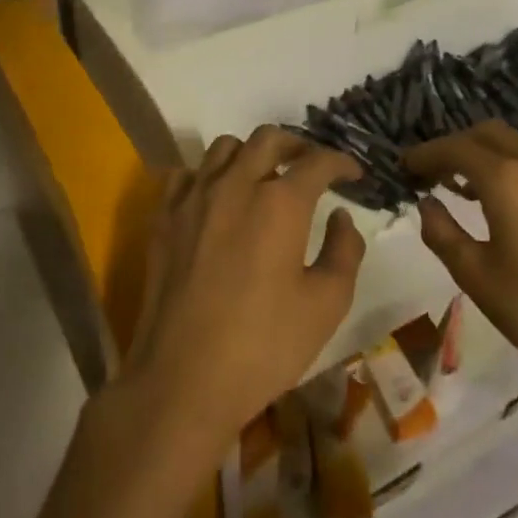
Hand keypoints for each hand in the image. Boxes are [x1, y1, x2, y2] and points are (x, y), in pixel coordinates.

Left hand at [122, 126, 366, 453]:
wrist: (182, 379)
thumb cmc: (263, 346)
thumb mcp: (326, 305)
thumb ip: (344, 252)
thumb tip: (341, 218)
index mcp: (280, 203)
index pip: (317, 161)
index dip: (341, 163)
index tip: (354, 175)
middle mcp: (235, 184)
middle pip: (268, 138)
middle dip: (297, 144)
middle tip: (310, 167)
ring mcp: (193, 197)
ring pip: (224, 147)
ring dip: (251, 154)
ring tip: (263, 178)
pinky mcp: (163, 217)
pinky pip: (186, 173)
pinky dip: (208, 175)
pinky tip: (216, 199)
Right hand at [405, 122, 517, 396]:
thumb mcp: (476, 277)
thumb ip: (442, 233)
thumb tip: (426, 204)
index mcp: (506, 181)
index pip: (455, 149)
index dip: (425, 154)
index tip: (405, 166)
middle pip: (488, 134)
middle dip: (456, 146)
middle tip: (434, 173)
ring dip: (487, 157)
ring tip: (468, 189)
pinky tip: (515, 207)